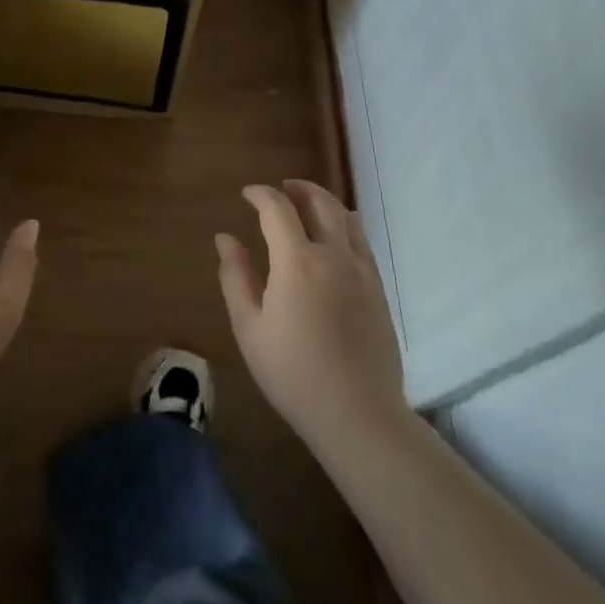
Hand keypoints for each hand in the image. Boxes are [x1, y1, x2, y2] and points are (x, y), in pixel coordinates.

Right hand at [216, 180, 407, 447]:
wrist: (358, 414)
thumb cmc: (292, 372)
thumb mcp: (249, 326)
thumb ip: (235, 276)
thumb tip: (225, 238)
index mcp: (298, 261)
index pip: (278, 208)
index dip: (261, 194)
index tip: (246, 194)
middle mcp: (334, 255)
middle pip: (320, 203)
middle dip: (297, 189)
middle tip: (280, 190)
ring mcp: (362, 271)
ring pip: (346, 218)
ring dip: (323, 203)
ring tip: (305, 208)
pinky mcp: (379, 289)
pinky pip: (361, 241)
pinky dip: (343, 226)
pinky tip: (332, 240)